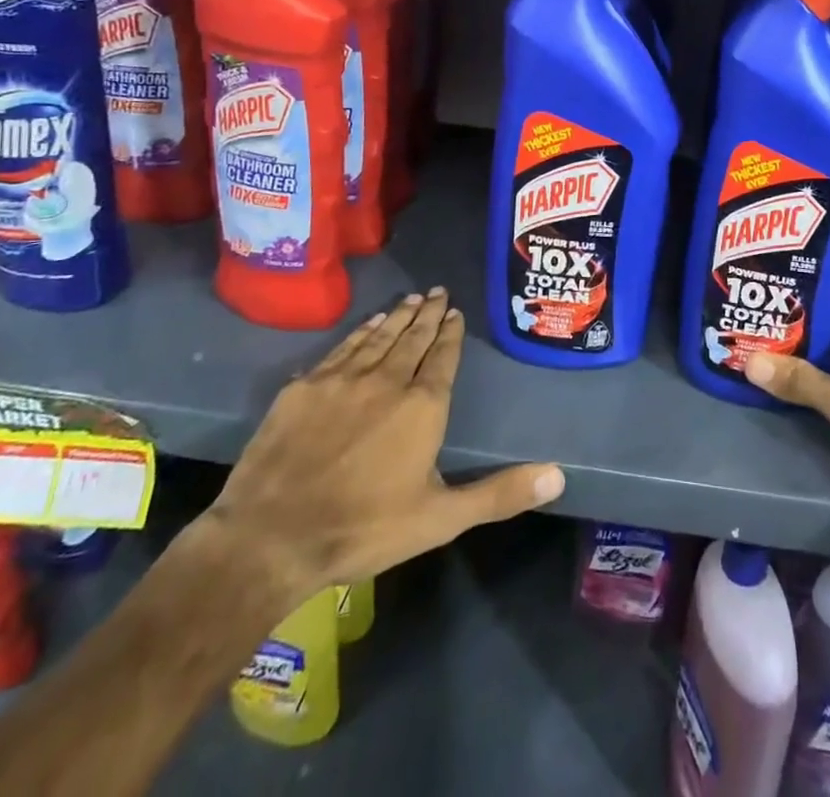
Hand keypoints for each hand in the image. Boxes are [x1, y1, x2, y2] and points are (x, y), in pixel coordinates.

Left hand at [205, 287, 565, 605]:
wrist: (270, 538)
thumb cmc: (364, 529)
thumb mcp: (441, 519)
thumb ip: (500, 494)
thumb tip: (558, 474)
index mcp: (423, 405)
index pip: (443, 357)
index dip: (451, 333)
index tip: (455, 311)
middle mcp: (387, 380)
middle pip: (413, 337)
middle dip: (428, 314)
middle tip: (437, 291)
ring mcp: (343, 379)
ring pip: (379, 337)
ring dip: (398, 316)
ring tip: (411, 298)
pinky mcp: (305, 387)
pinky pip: (342, 348)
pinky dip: (360, 332)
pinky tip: (368, 323)